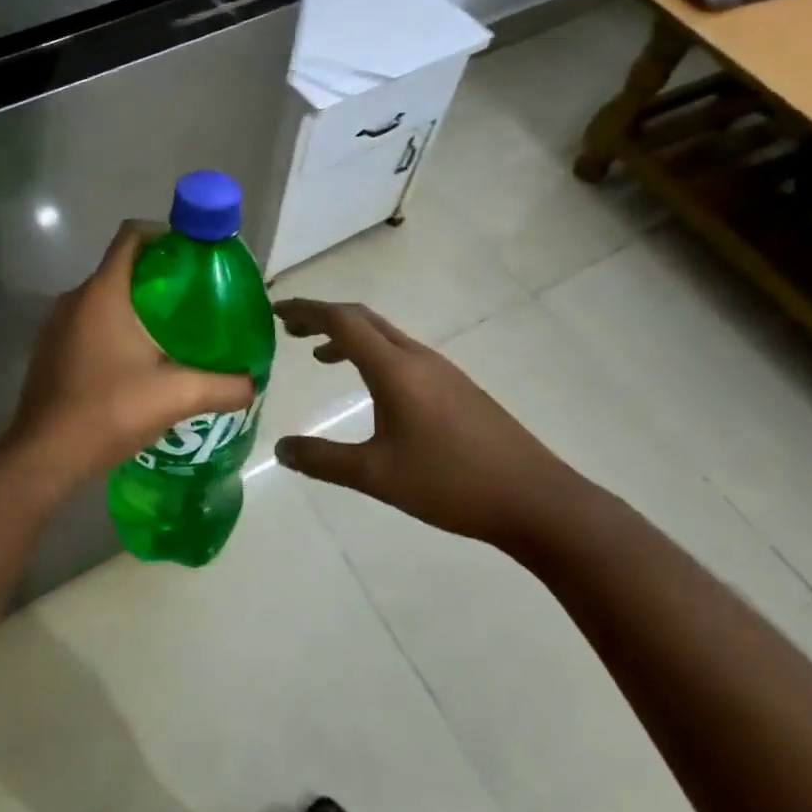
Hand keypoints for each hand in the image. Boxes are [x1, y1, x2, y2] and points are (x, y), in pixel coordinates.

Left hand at [4, 222, 254, 496]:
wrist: (45, 456)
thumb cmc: (109, 410)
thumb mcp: (176, 396)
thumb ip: (222, 386)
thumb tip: (252, 382)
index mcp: (103, 292)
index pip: (132, 236)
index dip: (165, 236)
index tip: (194, 257)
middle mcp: (75, 298)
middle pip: (121, 267)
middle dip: (159, 277)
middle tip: (194, 300)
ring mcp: (57, 325)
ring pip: (104, 297)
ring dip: (136, 305)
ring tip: (172, 332)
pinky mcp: (51, 350)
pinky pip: (88, 322)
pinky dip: (114, 328)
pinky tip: (137, 361)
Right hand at [272, 298, 580, 548]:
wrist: (535, 499)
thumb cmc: (450, 483)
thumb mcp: (377, 476)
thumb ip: (323, 460)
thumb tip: (280, 449)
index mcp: (395, 368)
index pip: (342, 321)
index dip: (306, 311)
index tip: (275, 311)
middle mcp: (417, 357)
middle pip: (363, 319)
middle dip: (324, 317)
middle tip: (290, 330)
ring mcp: (442, 370)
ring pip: (385, 336)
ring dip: (349, 336)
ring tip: (320, 356)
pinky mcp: (457, 387)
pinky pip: (403, 354)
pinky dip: (373, 354)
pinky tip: (372, 388)